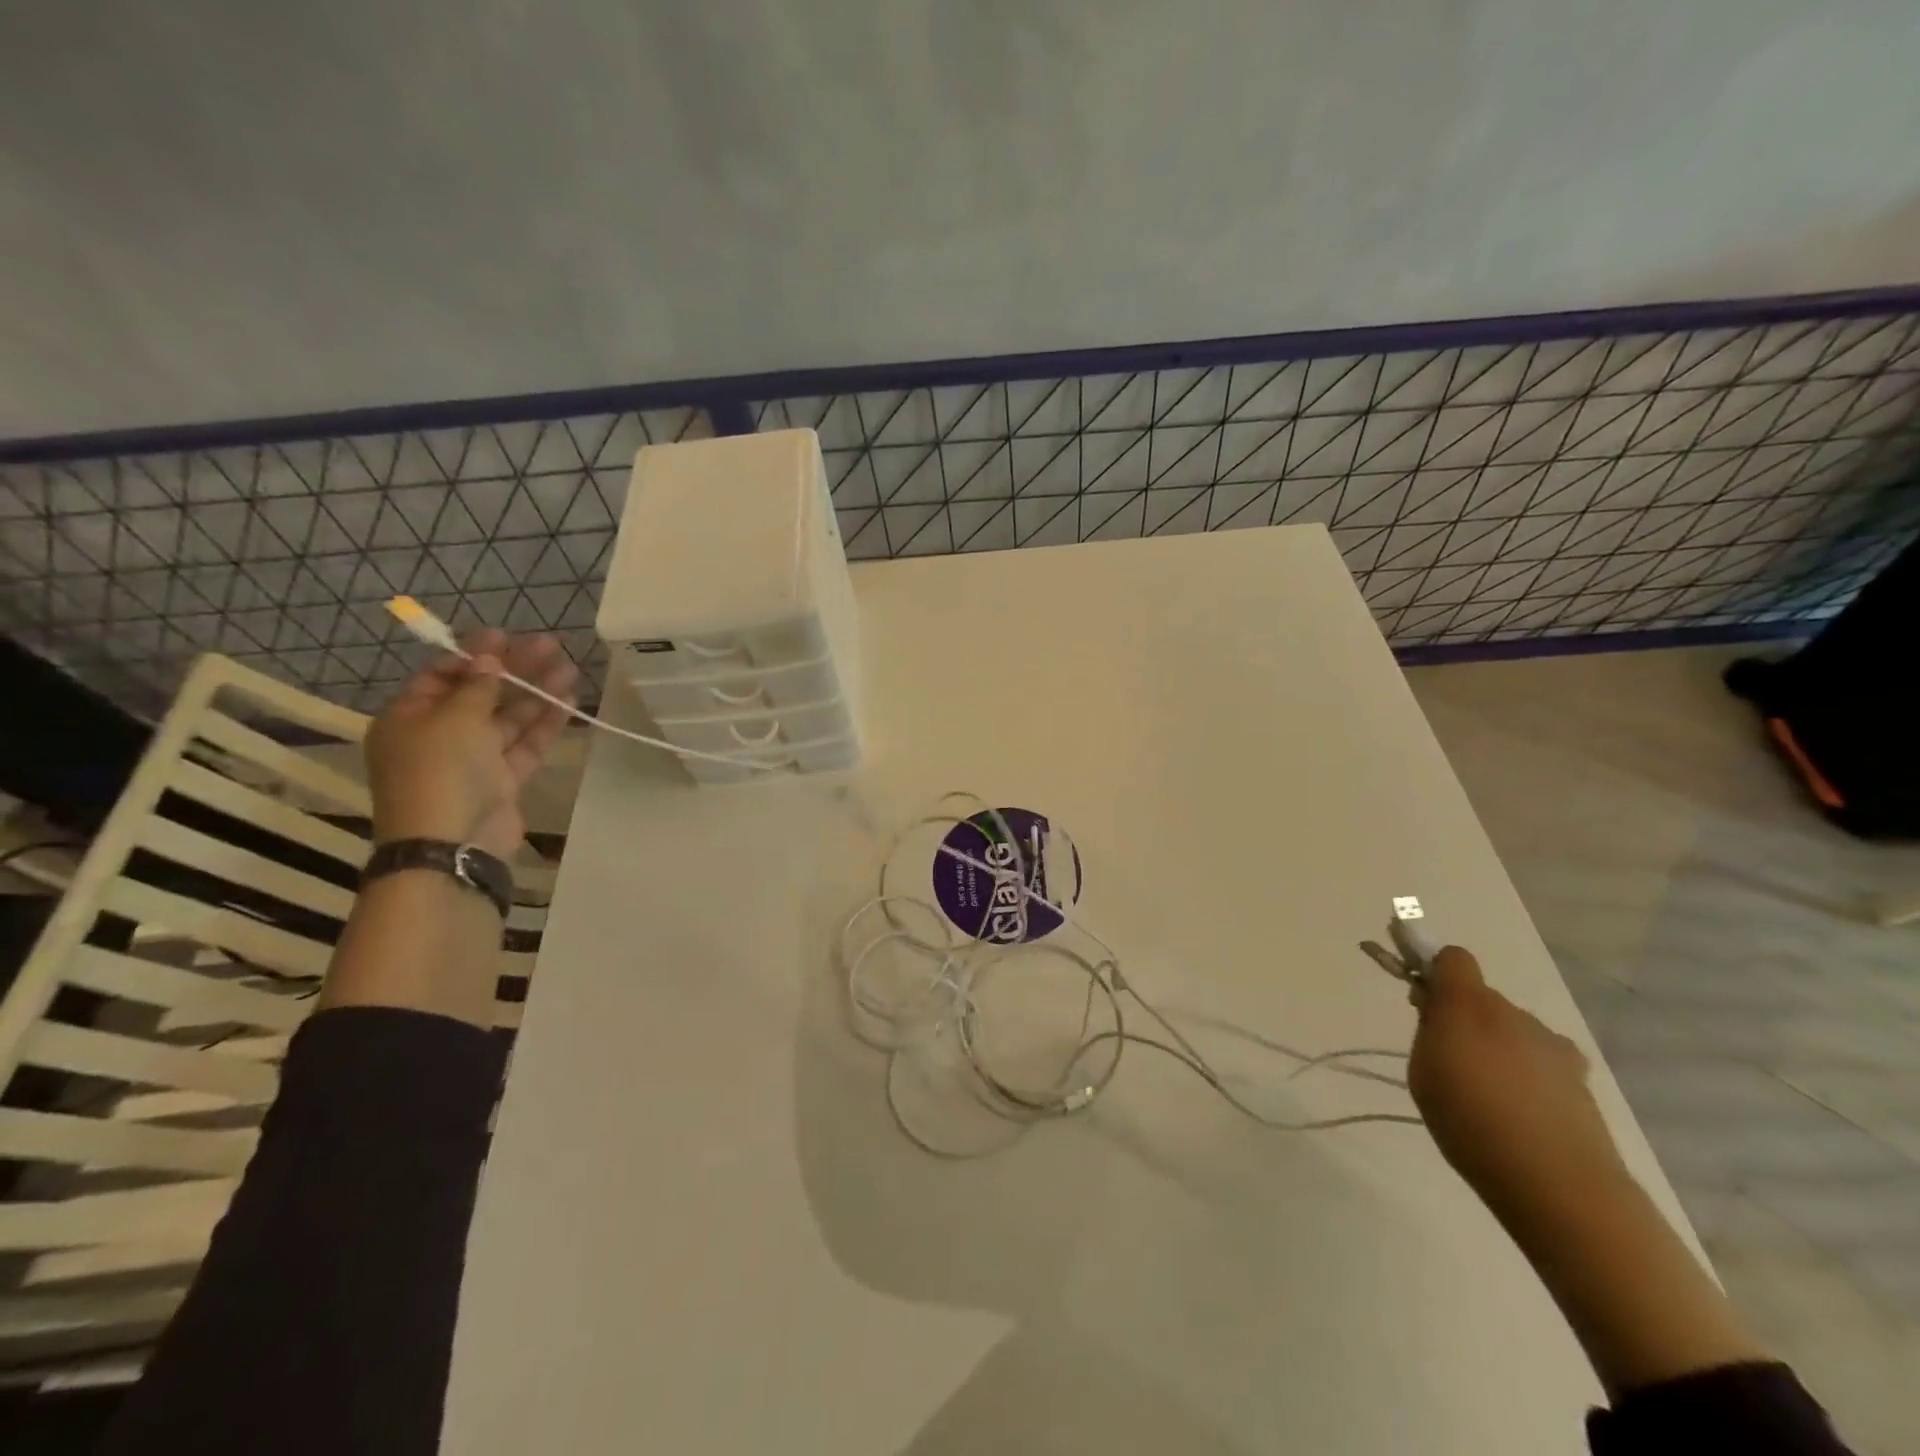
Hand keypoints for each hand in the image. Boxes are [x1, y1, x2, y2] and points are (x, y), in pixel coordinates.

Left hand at [365, 628, 577, 858]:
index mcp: (410, 718)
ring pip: (509, 718)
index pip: (442, 676)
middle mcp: (440, 735)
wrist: (452, 842)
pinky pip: (526, 744)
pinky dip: (546, 723)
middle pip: (482, 694)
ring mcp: (474, 760)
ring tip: (569, 668)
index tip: (505, 634)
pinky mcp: (504, 780)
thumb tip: (488, 659)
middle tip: (550, 645)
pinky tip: (568, 700)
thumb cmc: (440, 771)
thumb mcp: (454, 719)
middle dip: (515, 669)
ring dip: (537, 693)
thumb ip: (478, 686)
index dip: (473, 653)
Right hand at [1408, 947, 1628, 1218]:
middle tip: (1448, 1060)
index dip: (1435, 971)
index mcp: (1467, 1005)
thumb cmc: (1471, 1123)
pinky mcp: (1580, 1077)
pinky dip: (1526, 1072)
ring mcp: (1551, 1044)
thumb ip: (1428, 1031)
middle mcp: (1512, 1013)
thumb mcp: (1423, 1073)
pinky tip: (1522, 1110)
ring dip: (1496, 1046)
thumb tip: (1437, 1009)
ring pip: (1510, 1029)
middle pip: (1480, 998)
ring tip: (1488, 1096)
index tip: (1423, 1001)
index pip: (1452, 958)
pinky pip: (1539, 1058)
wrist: (1559, 1185)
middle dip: (1462, 1017)